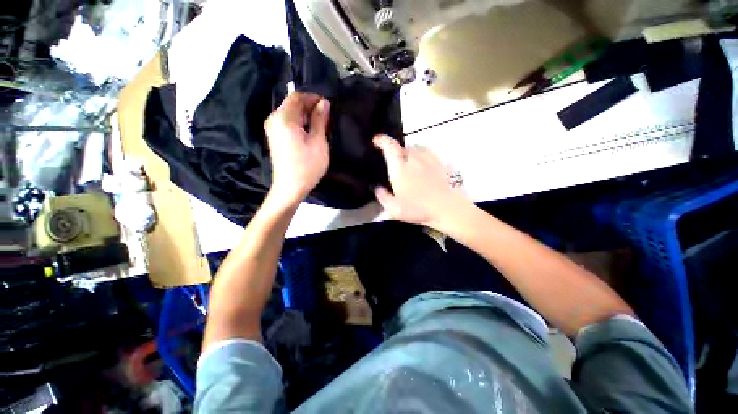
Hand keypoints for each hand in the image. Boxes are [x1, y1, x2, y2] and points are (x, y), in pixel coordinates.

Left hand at [264, 92, 329, 206]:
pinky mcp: (274, 137)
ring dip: (305, 115)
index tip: (327, 105)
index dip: (313, 97)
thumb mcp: (318, 142)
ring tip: (320, 124)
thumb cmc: (307, 166)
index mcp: (284, 118)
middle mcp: (274, 119)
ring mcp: (272, 128)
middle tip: (326, 116)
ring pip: (290, 113)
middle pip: (292, 103)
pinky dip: (299, 122)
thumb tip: (324, 103)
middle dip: (310, 106)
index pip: (297, 96)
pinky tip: (309, 132)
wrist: (290, 187)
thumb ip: (319, 120)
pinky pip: (287, 122)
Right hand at [373, 135, 470, 227]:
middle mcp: (414, 159)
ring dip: (411, 153)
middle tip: (395, 162)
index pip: (389, 146)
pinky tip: (425, 166)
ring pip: (418, 148)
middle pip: (403, 147)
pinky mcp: (442, 163)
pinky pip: (430, 154)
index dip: (381, 140)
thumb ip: (383, 197)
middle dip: (397, 151)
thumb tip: (379, 189)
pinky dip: (424, 157)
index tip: (377, 140)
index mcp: (400, 168)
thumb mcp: (394, 209)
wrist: (449, 209)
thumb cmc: (420, 209)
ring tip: (410, 162)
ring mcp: (430, 159)